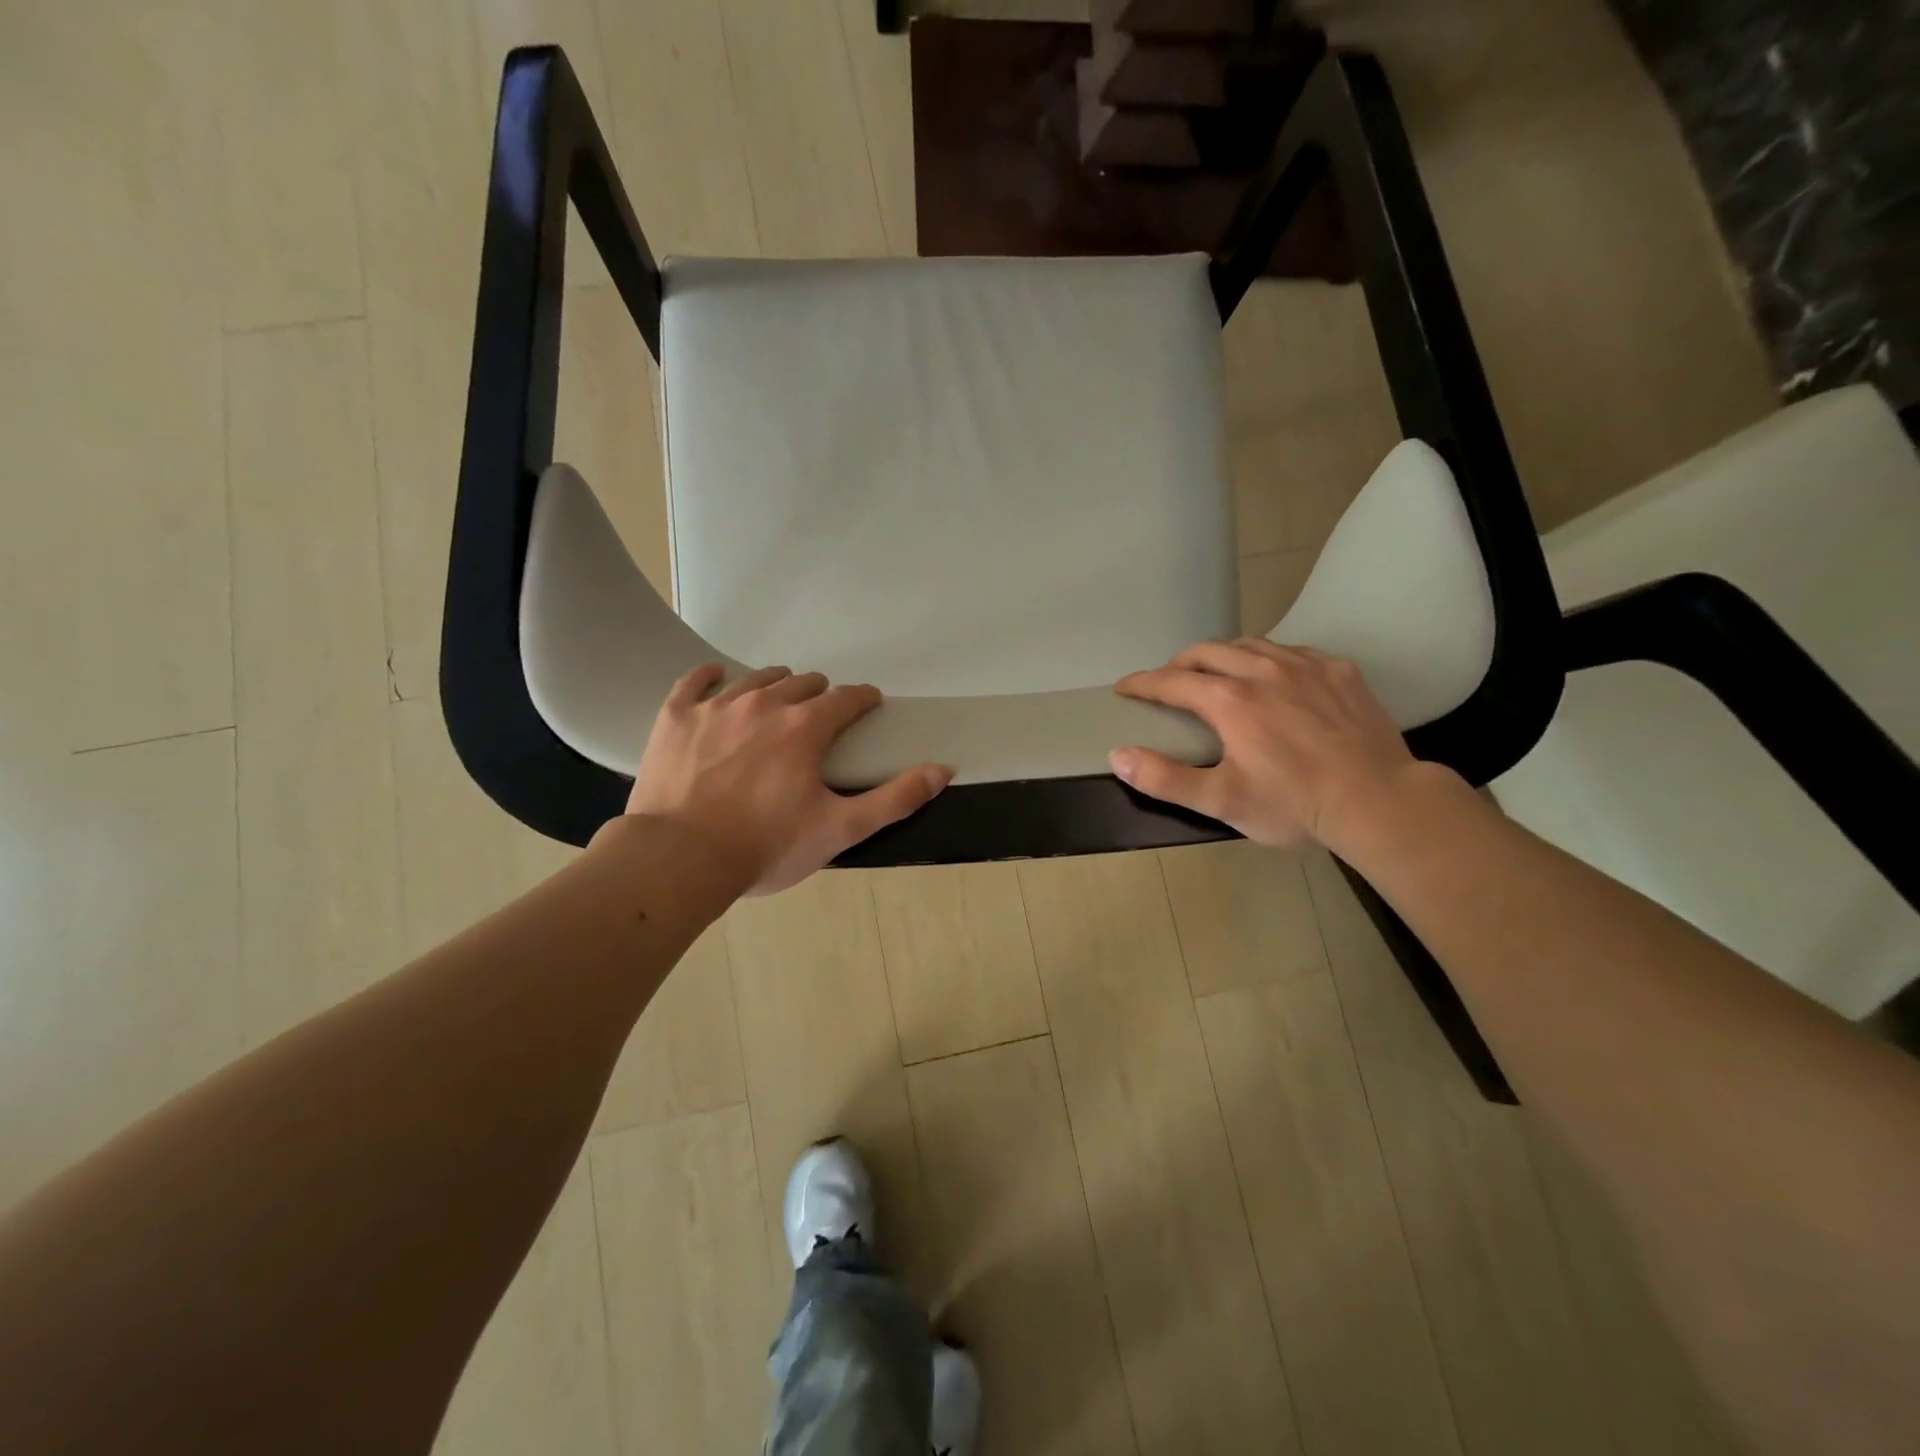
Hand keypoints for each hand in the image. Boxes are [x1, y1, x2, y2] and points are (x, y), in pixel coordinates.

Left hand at [623, 664, 951, 895]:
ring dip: (775, 685)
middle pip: (801, 682)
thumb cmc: (766, 847)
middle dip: (819, 694)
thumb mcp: (840, 829)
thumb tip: (942, 769)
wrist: (681, 859)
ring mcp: (716, 707)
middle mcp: (764, 704)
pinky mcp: (676, 717)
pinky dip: (711, 677)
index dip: (862, 699)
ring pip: (755, 679)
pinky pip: (695, 680)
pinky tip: (718, 678)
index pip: (846, 699)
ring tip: (778, 700)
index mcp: (805, 728)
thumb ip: (895, 798)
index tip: (868, 703)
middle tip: (820, 714)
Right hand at [1111, 638, 1434, 851]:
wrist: (1379, 801)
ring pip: (1249, 645)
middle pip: (1207, 651)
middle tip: (1168, 681)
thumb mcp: (1222, 800)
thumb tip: (1118, 756)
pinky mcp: (1339, 670)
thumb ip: (1165, 779)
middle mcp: (1262, 670)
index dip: (1142, 683)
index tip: (1124, 687)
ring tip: (1215, 674)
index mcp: (1229, 700)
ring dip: (1221, 655)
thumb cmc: (1294, 804)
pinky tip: (1273, 677)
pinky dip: (1266, 658)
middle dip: (1179, 662)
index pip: (1171, 681)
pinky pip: (1291, 651)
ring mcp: (1305, 665)